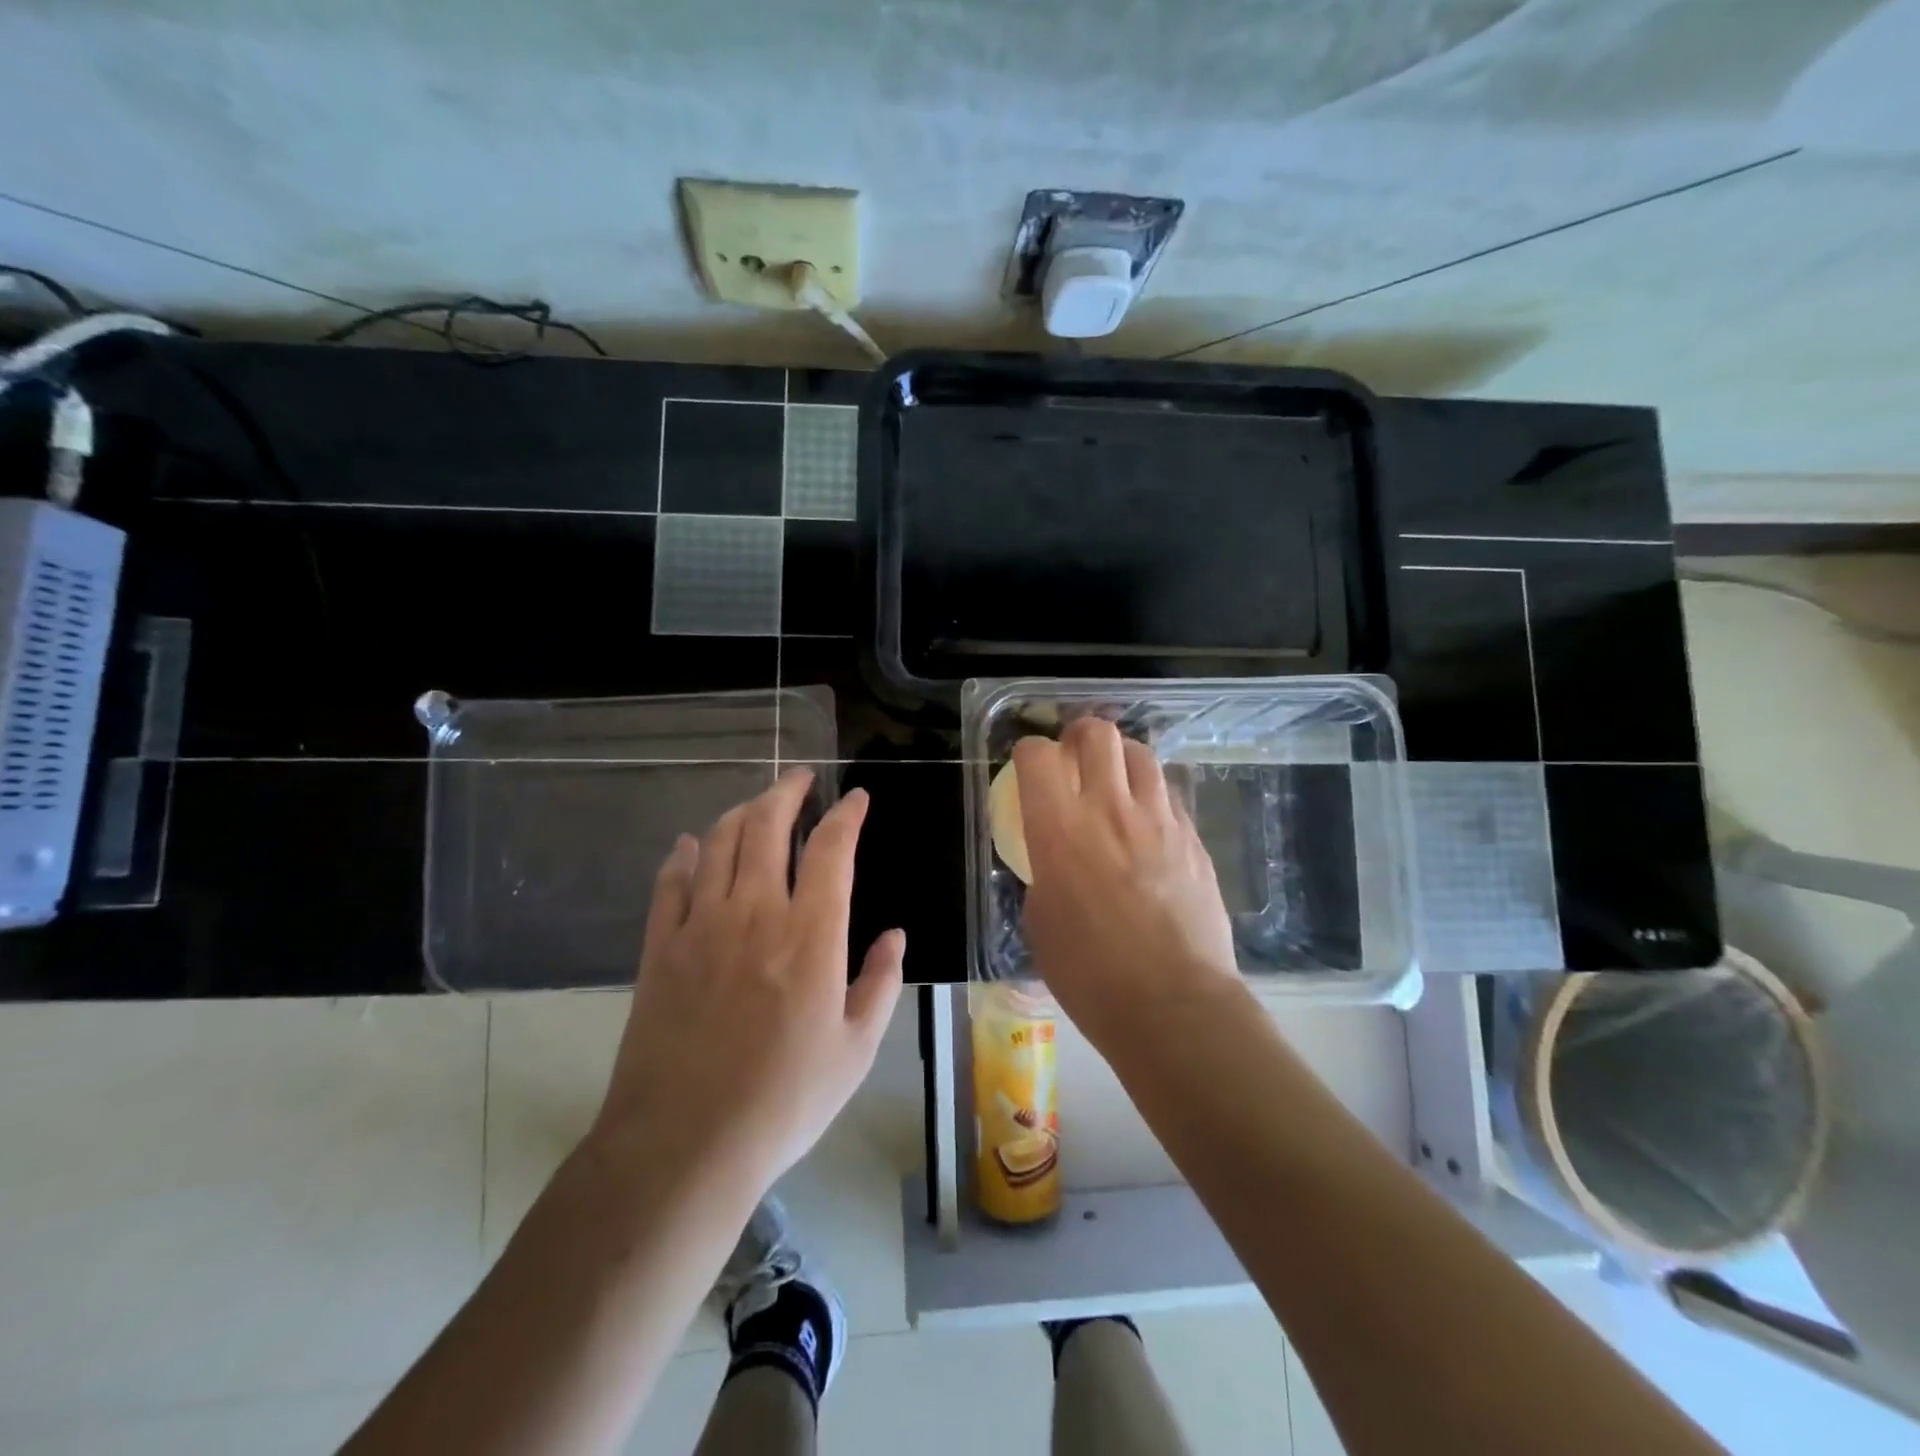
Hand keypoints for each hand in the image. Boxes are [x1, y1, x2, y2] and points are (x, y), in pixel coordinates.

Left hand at [592, 769, 904, 1192]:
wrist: (684, 1144)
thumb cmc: (784, 1100)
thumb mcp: (856, 1049)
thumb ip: (880, 983)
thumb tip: (895, 935)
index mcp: (811, 934)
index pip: (832, 849)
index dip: (846, 815)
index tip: (856, 798)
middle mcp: (756, 912)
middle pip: (768, 826)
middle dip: (787, 792)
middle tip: (800, 779)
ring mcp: (701, 925)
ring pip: (719, 843)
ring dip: (741, 813)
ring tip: (757, 805)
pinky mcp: (660, 947)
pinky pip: (670, 882)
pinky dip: (684, 855)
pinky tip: (691, 845)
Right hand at [1014, 720, 1239, 1047]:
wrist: (1172, 1004)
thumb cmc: (1090, 974)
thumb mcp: (1040, 921)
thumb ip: (1045, 873)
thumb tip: (1055, 862)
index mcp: (1059, 829)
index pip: (1038, 756)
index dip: (1029, 752)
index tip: (1029, 766)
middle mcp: (1109, 809)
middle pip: (1098, 734)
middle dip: (1080, 734)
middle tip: (1074, 753)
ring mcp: (1158, 820)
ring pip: (1141, 754)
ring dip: (1121, 758)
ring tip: (1115, 780)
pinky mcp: (1192, 838)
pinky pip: (1168, 795)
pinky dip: (1151, 795)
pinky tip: (1147, 822)